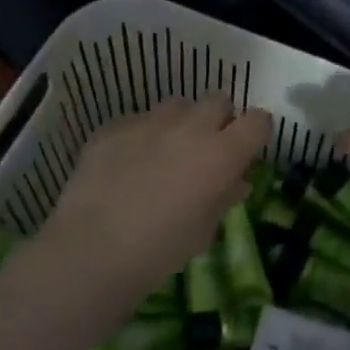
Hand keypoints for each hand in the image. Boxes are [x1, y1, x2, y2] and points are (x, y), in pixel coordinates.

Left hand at [41, 95, 270, 292]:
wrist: (92, 249)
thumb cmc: (160, 249)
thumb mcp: (205, 229)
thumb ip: (225, 197)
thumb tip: (236, 181)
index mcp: (222, 153)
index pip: (258, 121)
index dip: (255, 133)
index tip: (247, 150)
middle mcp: (191, 126)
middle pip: (219, 101)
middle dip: (219, 120)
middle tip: (207, 150)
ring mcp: (150, 121)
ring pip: (178, 105)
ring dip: (181, 122)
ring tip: (166, 152)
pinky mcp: (115, 125)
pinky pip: (139, 120)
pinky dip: (142, 135)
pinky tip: (127, 163)